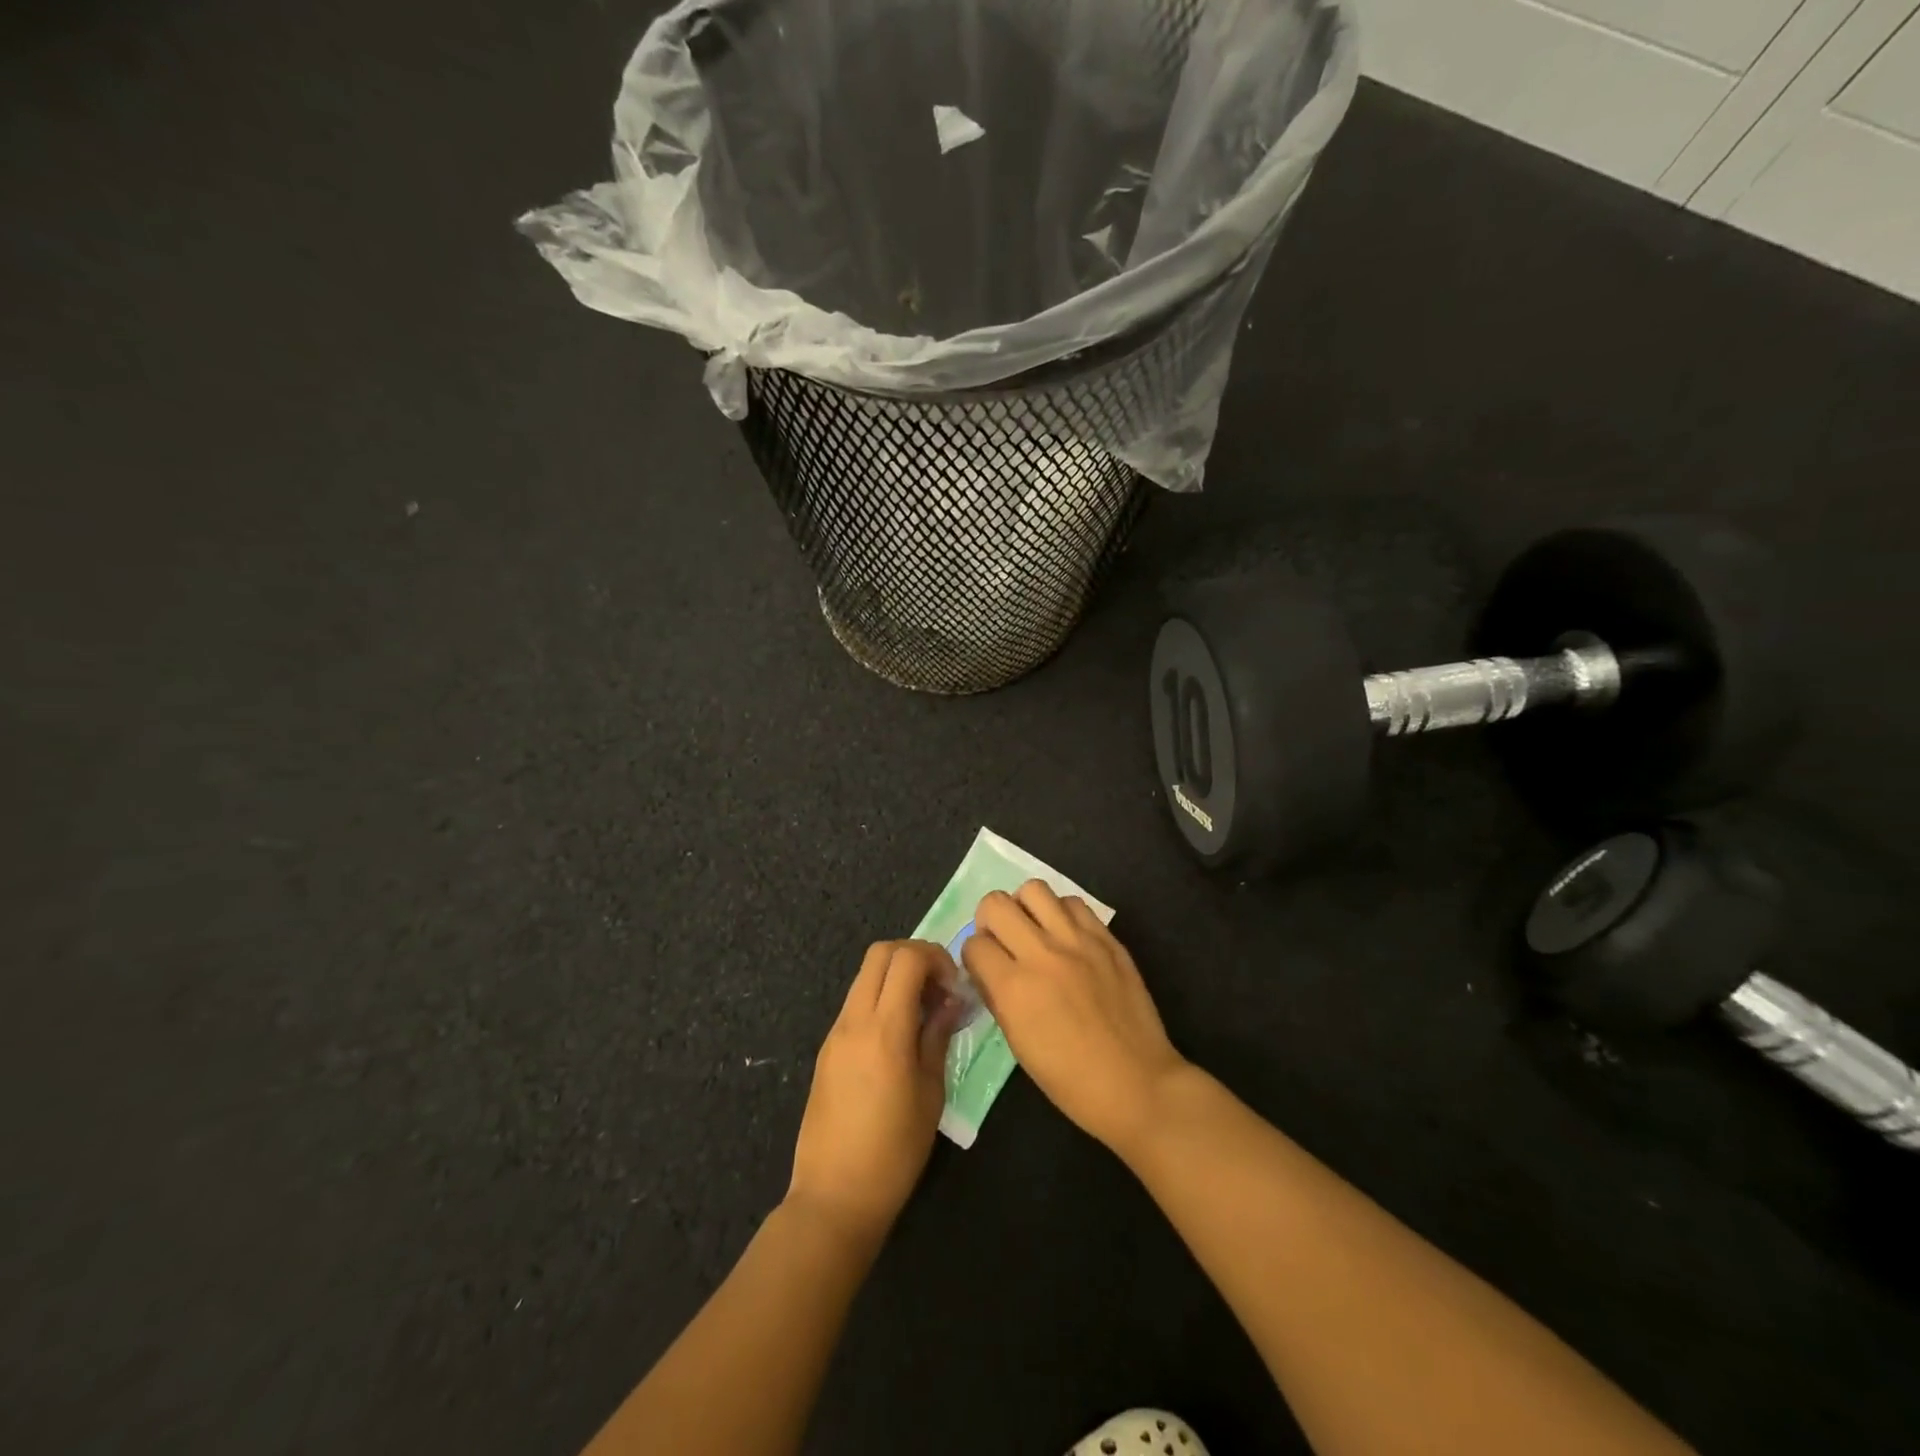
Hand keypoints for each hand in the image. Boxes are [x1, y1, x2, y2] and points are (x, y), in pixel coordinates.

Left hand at [787, 941, 963, 1244]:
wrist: (834, 1197)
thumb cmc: (895, 1152)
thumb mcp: (930, 1093)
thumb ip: (938, 1036)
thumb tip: (951, 1001)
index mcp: (884, 1029)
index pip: (907, 958)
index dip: (936, 958)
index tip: (954, 986)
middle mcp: (854, 1020)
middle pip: (880, 953)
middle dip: (915, 956)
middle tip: (939, 987)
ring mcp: (836, 1032)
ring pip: (865, 975)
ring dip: (896, 977)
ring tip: (923, 1012)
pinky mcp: (827, 1048)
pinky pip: (855, 1002)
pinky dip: (880, 998)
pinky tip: (899, 1033)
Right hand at [962, 881, 1190, 1157]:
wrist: (1136, 1084)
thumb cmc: (1070, 1080)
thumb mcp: (1019, 1045)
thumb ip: (998, 998)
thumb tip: (986, 971)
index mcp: (1015, 988)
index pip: (974, 944)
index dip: (974, 956)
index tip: (983, 967)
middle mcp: (1042, 954)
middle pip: (996, 903)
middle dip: (989, 920)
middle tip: (1001, 940)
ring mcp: (1078, 941)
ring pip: (1034, 889)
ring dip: (1025, 907)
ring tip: (1033, 930)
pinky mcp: (1107, 938)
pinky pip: (1074, 903)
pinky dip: (1061, 912)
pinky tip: (1066, 936)